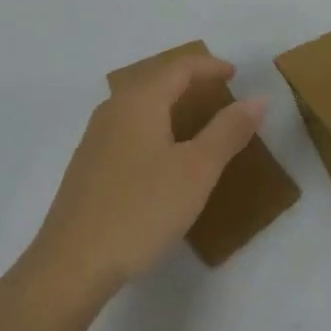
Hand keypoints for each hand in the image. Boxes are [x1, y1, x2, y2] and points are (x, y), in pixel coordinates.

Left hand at [26, 52, 265, 304]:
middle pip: (156, 79)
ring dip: (170, 104)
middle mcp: (113, 109)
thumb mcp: (196, 171)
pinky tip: (162, 155)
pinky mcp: (88, 165)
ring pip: (140, 104)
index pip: (179, 67)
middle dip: (189, 81)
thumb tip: (258, 99)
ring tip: (196, 121)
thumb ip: (228, 131)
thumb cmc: (141, 209)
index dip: (210, 66)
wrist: (71, 264)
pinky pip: (128, 128)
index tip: (236, 75)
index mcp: (140, 101)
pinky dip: (154, 126)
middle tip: (219, 92)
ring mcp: (96, 137)